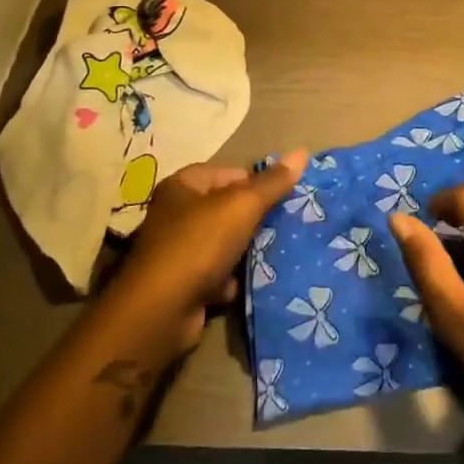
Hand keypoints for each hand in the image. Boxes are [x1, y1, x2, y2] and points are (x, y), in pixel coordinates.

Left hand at [107, 150, 307, 355]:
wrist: (162, 311)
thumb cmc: (199, 244)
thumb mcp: (241, 206)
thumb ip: (272, 182)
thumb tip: (301, 152)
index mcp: (183, 186)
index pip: (229, 173)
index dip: (257, 183)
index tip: (286, 197)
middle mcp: (176, 214)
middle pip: (228, 209)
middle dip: (256, 219)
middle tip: (288, 225)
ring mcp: (178, 251)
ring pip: (226, 243)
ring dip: (247, 251)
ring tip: (278, 252)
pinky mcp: (183, 284)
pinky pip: (218, 274)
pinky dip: (232, 279)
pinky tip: (249, 283)